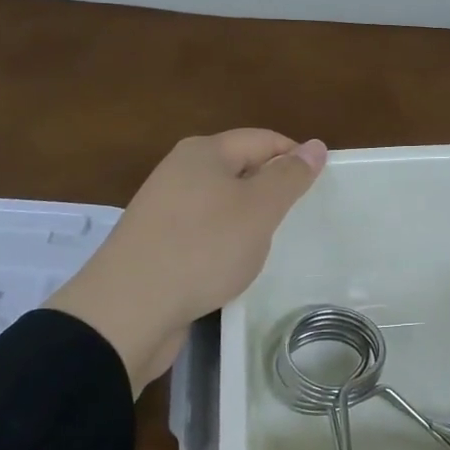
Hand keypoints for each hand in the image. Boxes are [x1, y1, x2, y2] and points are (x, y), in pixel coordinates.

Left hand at [46, 130, 327, 392]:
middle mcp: (180, 171)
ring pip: (222, 203)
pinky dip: (224, 243)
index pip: (263, 139)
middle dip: (271, 189)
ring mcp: (164, 209)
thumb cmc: (202, 248)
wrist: (128, 310)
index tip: (321, 186)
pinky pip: (203, 232)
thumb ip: (289, 177)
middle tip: (299, 217)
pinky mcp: (156, 244)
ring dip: (248, 219)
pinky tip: (233, 266)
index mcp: (203, 152)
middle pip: (240, 168)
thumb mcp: (258, 209)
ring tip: (270, 244)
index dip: (295, 157)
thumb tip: (315, 145)